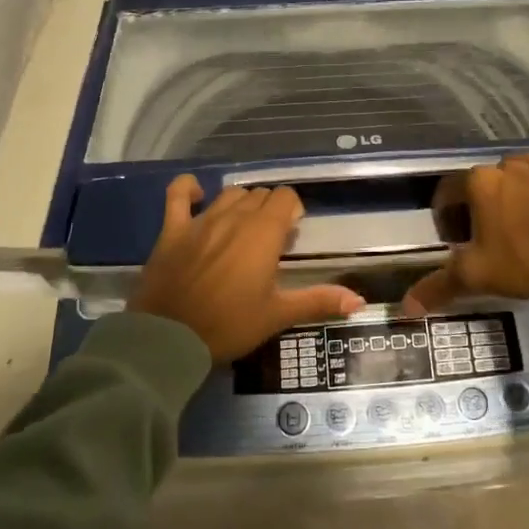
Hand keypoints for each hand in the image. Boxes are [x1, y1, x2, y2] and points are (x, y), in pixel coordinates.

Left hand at [131, 176, 363, 361]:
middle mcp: (236, 216)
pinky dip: (188, 189)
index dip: (292, 211)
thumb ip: (318, 301)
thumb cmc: (229, 325)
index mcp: (264, 233)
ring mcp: (201, 219)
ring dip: (241, 204)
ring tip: (242, 228)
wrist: (169, 339)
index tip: (291, 236)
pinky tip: (197, 194)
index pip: (286, 198)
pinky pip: (178, 194)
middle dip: (270, 210)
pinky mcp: (173, 228)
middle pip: (260, 195)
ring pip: (230, 194)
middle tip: (269, 242)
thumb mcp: (277, 315)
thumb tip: (359, 300)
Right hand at [403, 154, 528, 312]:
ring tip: (510, 237)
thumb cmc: (527, 256)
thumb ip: (440, 287)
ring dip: (501, 205)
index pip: (446, 192)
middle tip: (480, 246)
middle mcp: (504, 166)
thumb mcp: (478, 275)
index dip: (444, 219)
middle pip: (476, 187)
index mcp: (478, 180)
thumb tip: (405, 307)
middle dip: (472, 213)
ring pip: (507, 185)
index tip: (453, 245)